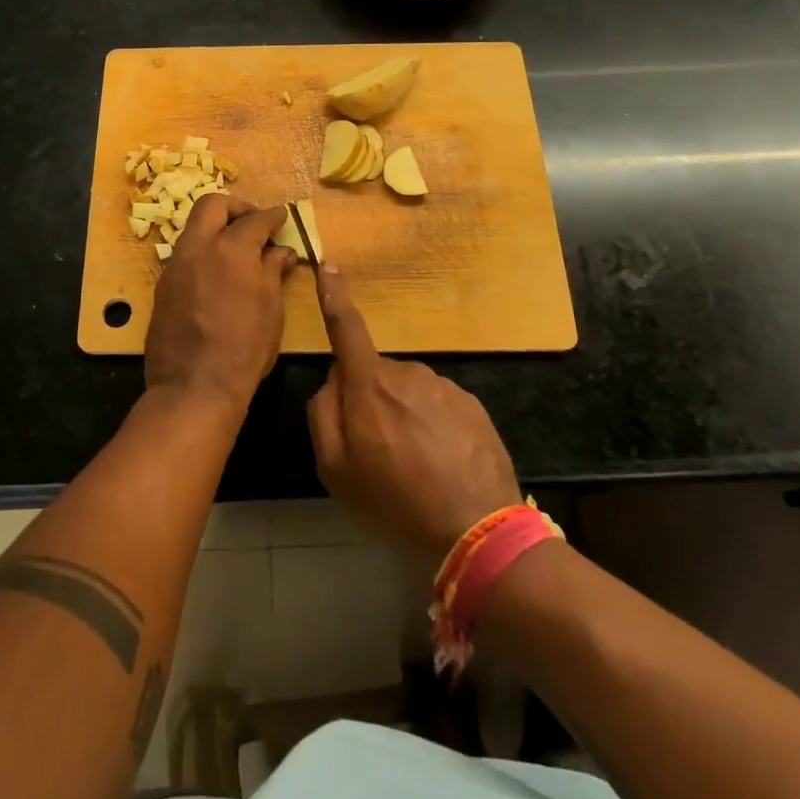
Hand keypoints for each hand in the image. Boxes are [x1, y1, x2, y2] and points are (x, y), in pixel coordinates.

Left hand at [144, 196, 297, 416]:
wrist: (194, 385)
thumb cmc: (245, 348)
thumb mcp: (271, 309)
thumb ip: (273, 271)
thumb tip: (281, 252)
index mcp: (231, 249)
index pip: (255, 219)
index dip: (272, 217)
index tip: (282, 218)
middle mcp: (199, 247)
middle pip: (212, 204)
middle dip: (235, 207)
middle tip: (253, 223)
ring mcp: (175, 265)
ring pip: (193, 228)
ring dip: (215, 229)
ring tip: (235, 249)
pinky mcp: (163, 285)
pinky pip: (184, 254)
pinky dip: (202, 253)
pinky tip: (216, 273)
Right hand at [306, 264, 520, 564]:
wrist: (477, 532)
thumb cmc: (394, 502)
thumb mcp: (335, 470)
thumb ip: (322, 415)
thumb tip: (333, 382)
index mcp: (368, 384)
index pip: (346, 328)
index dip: (334, 296)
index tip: (329, 265)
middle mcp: (407, 373)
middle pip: (376, 375)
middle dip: (372, 401)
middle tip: (379, 454)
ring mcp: (444, 387)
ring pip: (409, 393)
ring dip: (406, 417)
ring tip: (416, 468)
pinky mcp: (473, 405)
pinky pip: (440, 408)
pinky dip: (435, 429)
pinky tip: (443, 467)